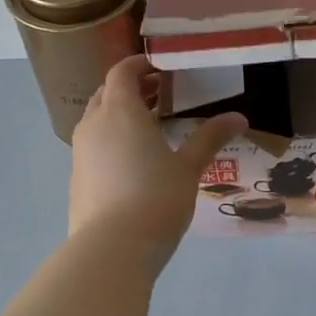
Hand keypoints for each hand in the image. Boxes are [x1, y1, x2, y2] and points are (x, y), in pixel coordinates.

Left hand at [70, 55, 247, 259]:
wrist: (110, 250)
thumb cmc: (155, 198)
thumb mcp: (188, 167)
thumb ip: (210, 138)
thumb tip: (239, 117)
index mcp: (120, 111)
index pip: (123, 71)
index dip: (142, 65)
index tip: (164, 69)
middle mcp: (94, 124)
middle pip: (107, 93)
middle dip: (133, 89)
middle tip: (163, 97)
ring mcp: (80, 152)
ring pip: (98, 120)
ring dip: (121, 116)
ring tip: (153, 129)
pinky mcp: (77, 177)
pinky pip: (94, 145)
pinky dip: (112, 140)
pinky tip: (136, 162)